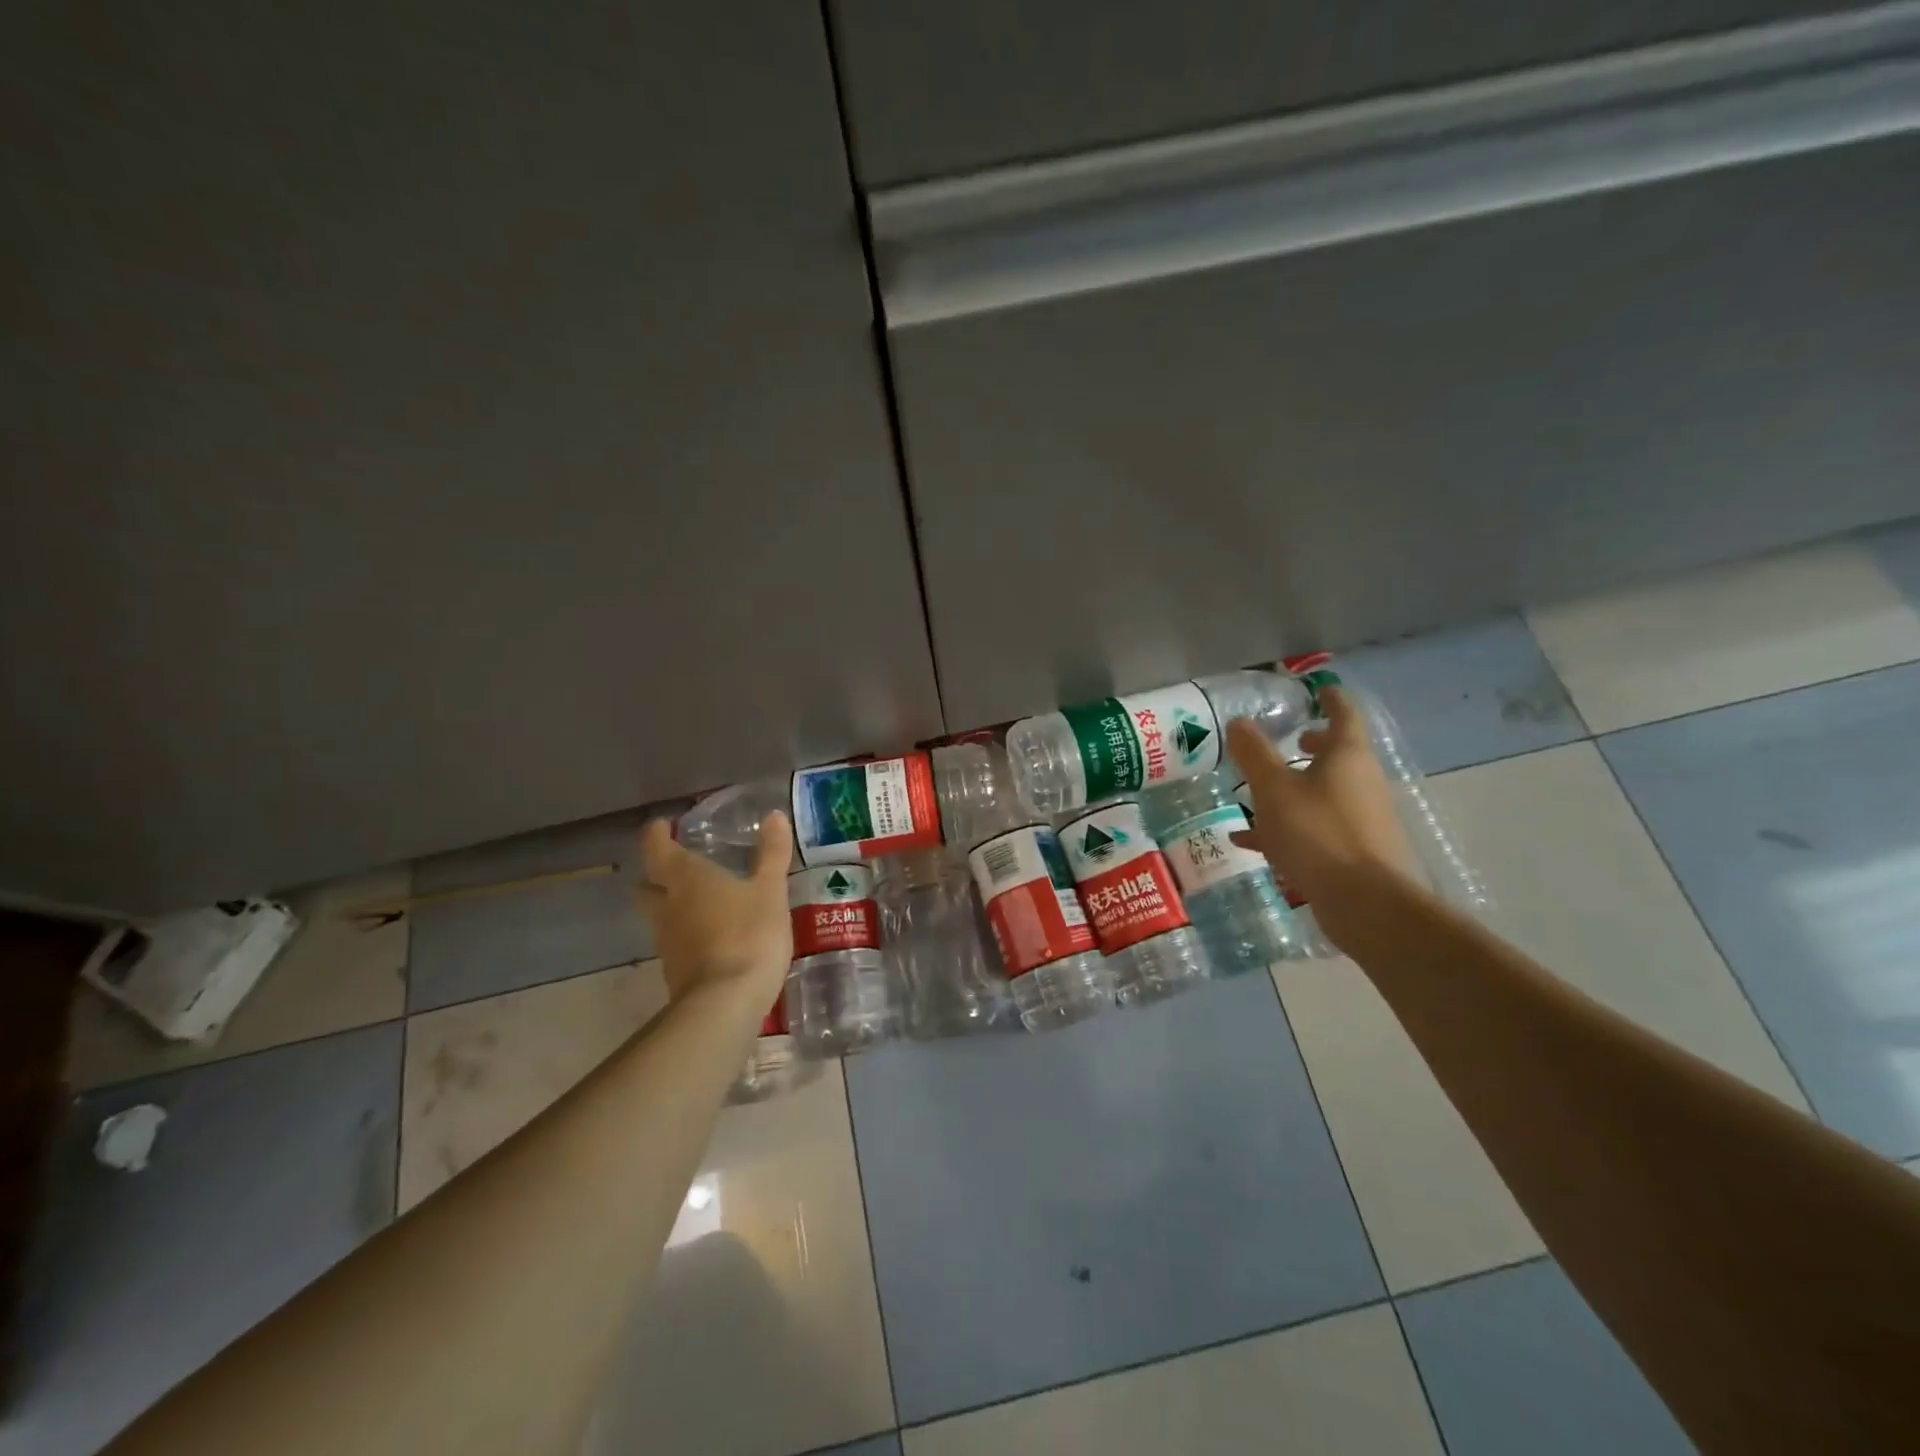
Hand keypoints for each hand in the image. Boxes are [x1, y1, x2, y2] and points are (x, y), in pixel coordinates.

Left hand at [637, 813, 793, 1002]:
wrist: (725, 1004)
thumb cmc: (748, 934)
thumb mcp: (770, 890)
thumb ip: (771, 853)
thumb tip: (774, 815)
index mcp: (686, 878)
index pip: (656, 848)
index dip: (657, 834)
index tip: (664, 825)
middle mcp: (667, 906)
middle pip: (647, 885)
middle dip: (658, 875)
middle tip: (682, 866)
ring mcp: (668, 942)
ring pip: (660, 916)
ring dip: (675, 907)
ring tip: (706, 902)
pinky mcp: (676, 971)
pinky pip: (677, 943)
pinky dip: (690, 935)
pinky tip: (715, 937)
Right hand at [1226, 685, 1418, 947]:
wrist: (1366, 903)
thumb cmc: (1317, 833)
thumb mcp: (1273, 789)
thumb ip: (1254, 754)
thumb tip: (1239, 721)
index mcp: (1347, 756)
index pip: (1343, 713)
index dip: (1329, 698)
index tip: (1317, 690)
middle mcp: (1362, 781)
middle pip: (1339, 754)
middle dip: (1313, 746)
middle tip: (1290, 741)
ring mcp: (1362, 818)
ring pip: (1326, 792)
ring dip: (1298, 787)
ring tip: (1261, 793)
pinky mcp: (1356, 851)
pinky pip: (1317, 827)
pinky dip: (1289, 826)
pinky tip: (1251, 841)